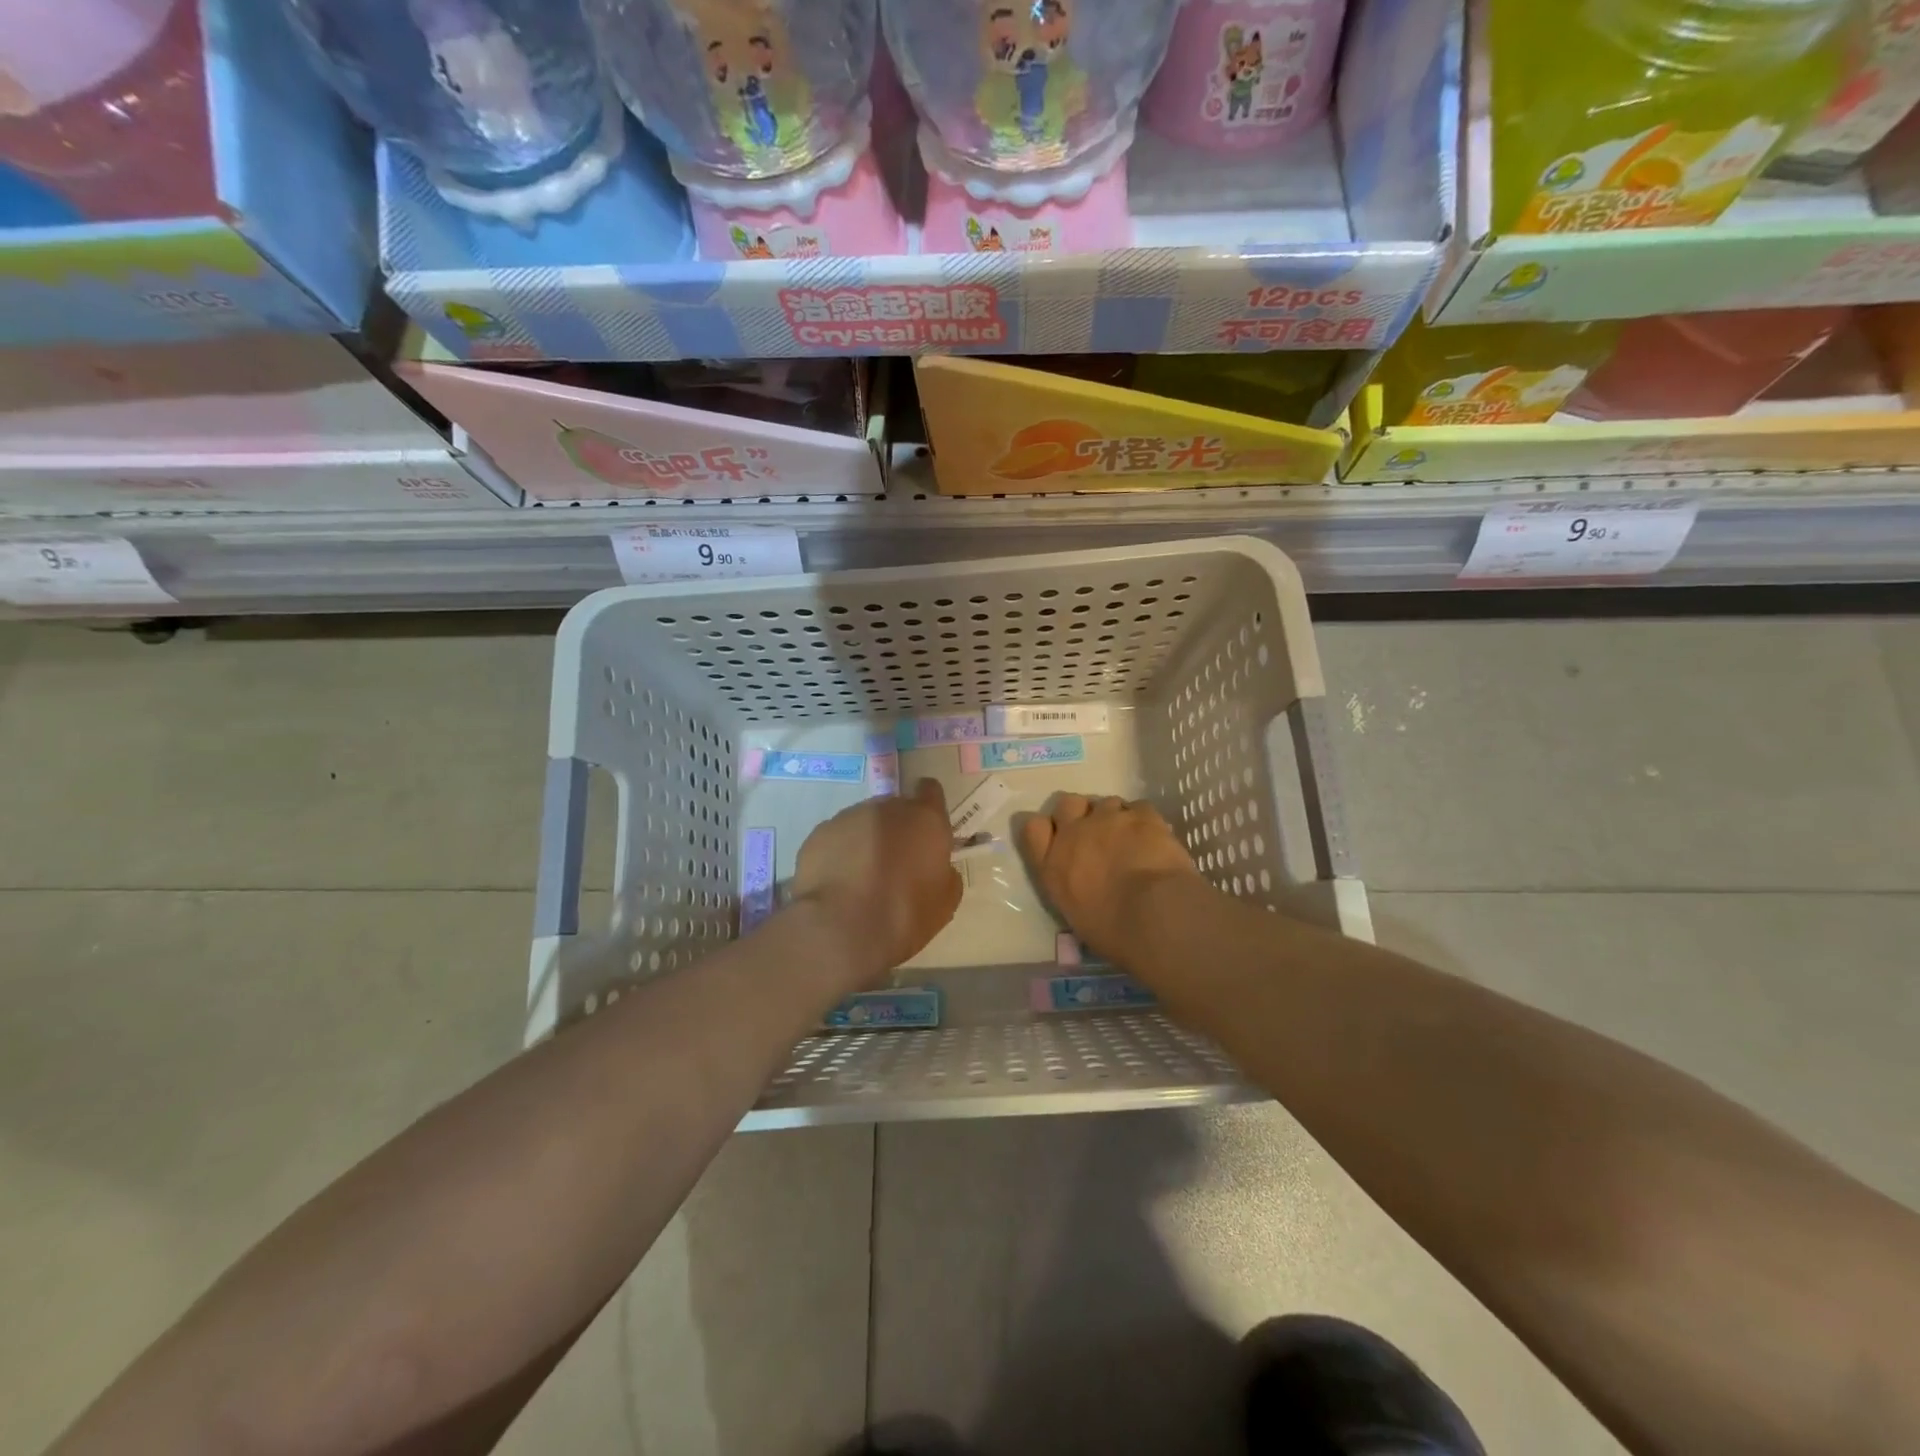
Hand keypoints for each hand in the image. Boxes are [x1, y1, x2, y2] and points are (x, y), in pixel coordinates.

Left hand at [792, 778, 962, 991]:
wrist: (841, 930)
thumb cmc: (904, 916)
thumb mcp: (945, 901)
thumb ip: (944, 871)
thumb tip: (935, 865)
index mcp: (924, 818)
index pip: (929, 790)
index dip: (928, 807)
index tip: (925, 830)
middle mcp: (886, 807)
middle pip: (894, 809)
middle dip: (896, 830)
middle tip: (894, 865)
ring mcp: (848, 817)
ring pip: (862, 823)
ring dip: (866, 841)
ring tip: (860, 879)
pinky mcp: (818, 834)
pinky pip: (835, 839)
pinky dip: (839, 854)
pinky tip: (838, 884)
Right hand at [1019, 795, 1200, 963]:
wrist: (1154, 915)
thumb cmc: (1113, 931)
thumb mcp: (1075, 914)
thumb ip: (1071, 886)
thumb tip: (1084, 884)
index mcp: (1052, 865)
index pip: (1033, 828)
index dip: (1047, 828)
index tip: (1060, 837)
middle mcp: (1074, 833)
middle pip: (1067, 803)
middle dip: (1080, 812)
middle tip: (1097, 833)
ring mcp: (1108, 819)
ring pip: (1107, 802)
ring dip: (1115, 816)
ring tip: (1132, 838)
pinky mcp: (1142, 815)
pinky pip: (1139, 807)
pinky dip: (1144, 820)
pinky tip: (1154, 838)